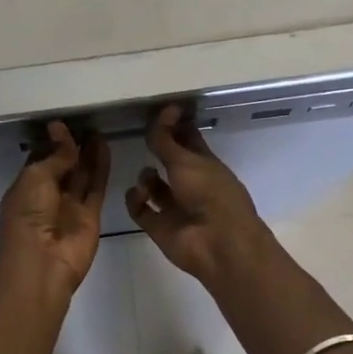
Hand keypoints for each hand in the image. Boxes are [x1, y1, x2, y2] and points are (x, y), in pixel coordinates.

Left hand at [0, 121, 109, 294]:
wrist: (43, 263)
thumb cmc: (28, 217)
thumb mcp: (35, 178)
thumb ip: (54, 156)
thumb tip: (61, 132)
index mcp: (24, 189)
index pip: (39, 161)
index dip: (50, 143)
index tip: (61, 124)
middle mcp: (46, 197)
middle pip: (62, 167)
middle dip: (70, 147)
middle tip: (84, 122)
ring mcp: (69, 207)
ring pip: (81, 175)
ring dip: (87, 154)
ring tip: (97, 130)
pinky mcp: (90, 215)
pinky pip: (96, 186)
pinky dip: (100, 167)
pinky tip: (104, 146)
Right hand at [125, 105, 271, 283]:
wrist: (217, 244)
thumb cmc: (209, 194)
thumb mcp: (186, 160)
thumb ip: (167, 139)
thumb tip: (164, 109)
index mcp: (206, 165)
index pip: (188, 140)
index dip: (175, 126)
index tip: (159, 111)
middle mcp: (191, 184)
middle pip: (170, 162)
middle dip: (157, 151)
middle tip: (139, 135)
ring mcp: (175, 207)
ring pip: (155, 187)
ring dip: (146, 178)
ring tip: (146, 176)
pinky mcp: (160, 227)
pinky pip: (141, 210)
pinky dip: (135, 201)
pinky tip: (137, 194)